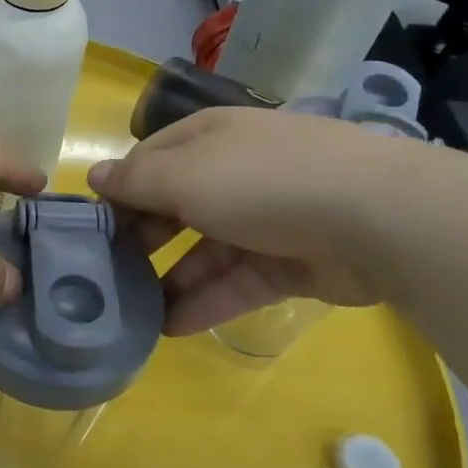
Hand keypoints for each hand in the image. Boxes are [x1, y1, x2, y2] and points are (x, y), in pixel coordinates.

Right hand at [88, 107, 400, 336]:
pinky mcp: (288, 264)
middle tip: (106, 275)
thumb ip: (135, 181)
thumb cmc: (261, 181)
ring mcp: (264, 219)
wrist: (376, 218)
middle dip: (141, 239)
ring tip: (132, 313)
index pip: (150, 161)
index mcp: (208, 138)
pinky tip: (170, 329)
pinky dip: (204, 303)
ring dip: (169, 279)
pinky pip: (235, 283)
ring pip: (204, 251)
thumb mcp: (184, 176)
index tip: (91, 227)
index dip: (119, 191)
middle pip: (175, 206)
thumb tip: (95, 177)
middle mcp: (233, 172)